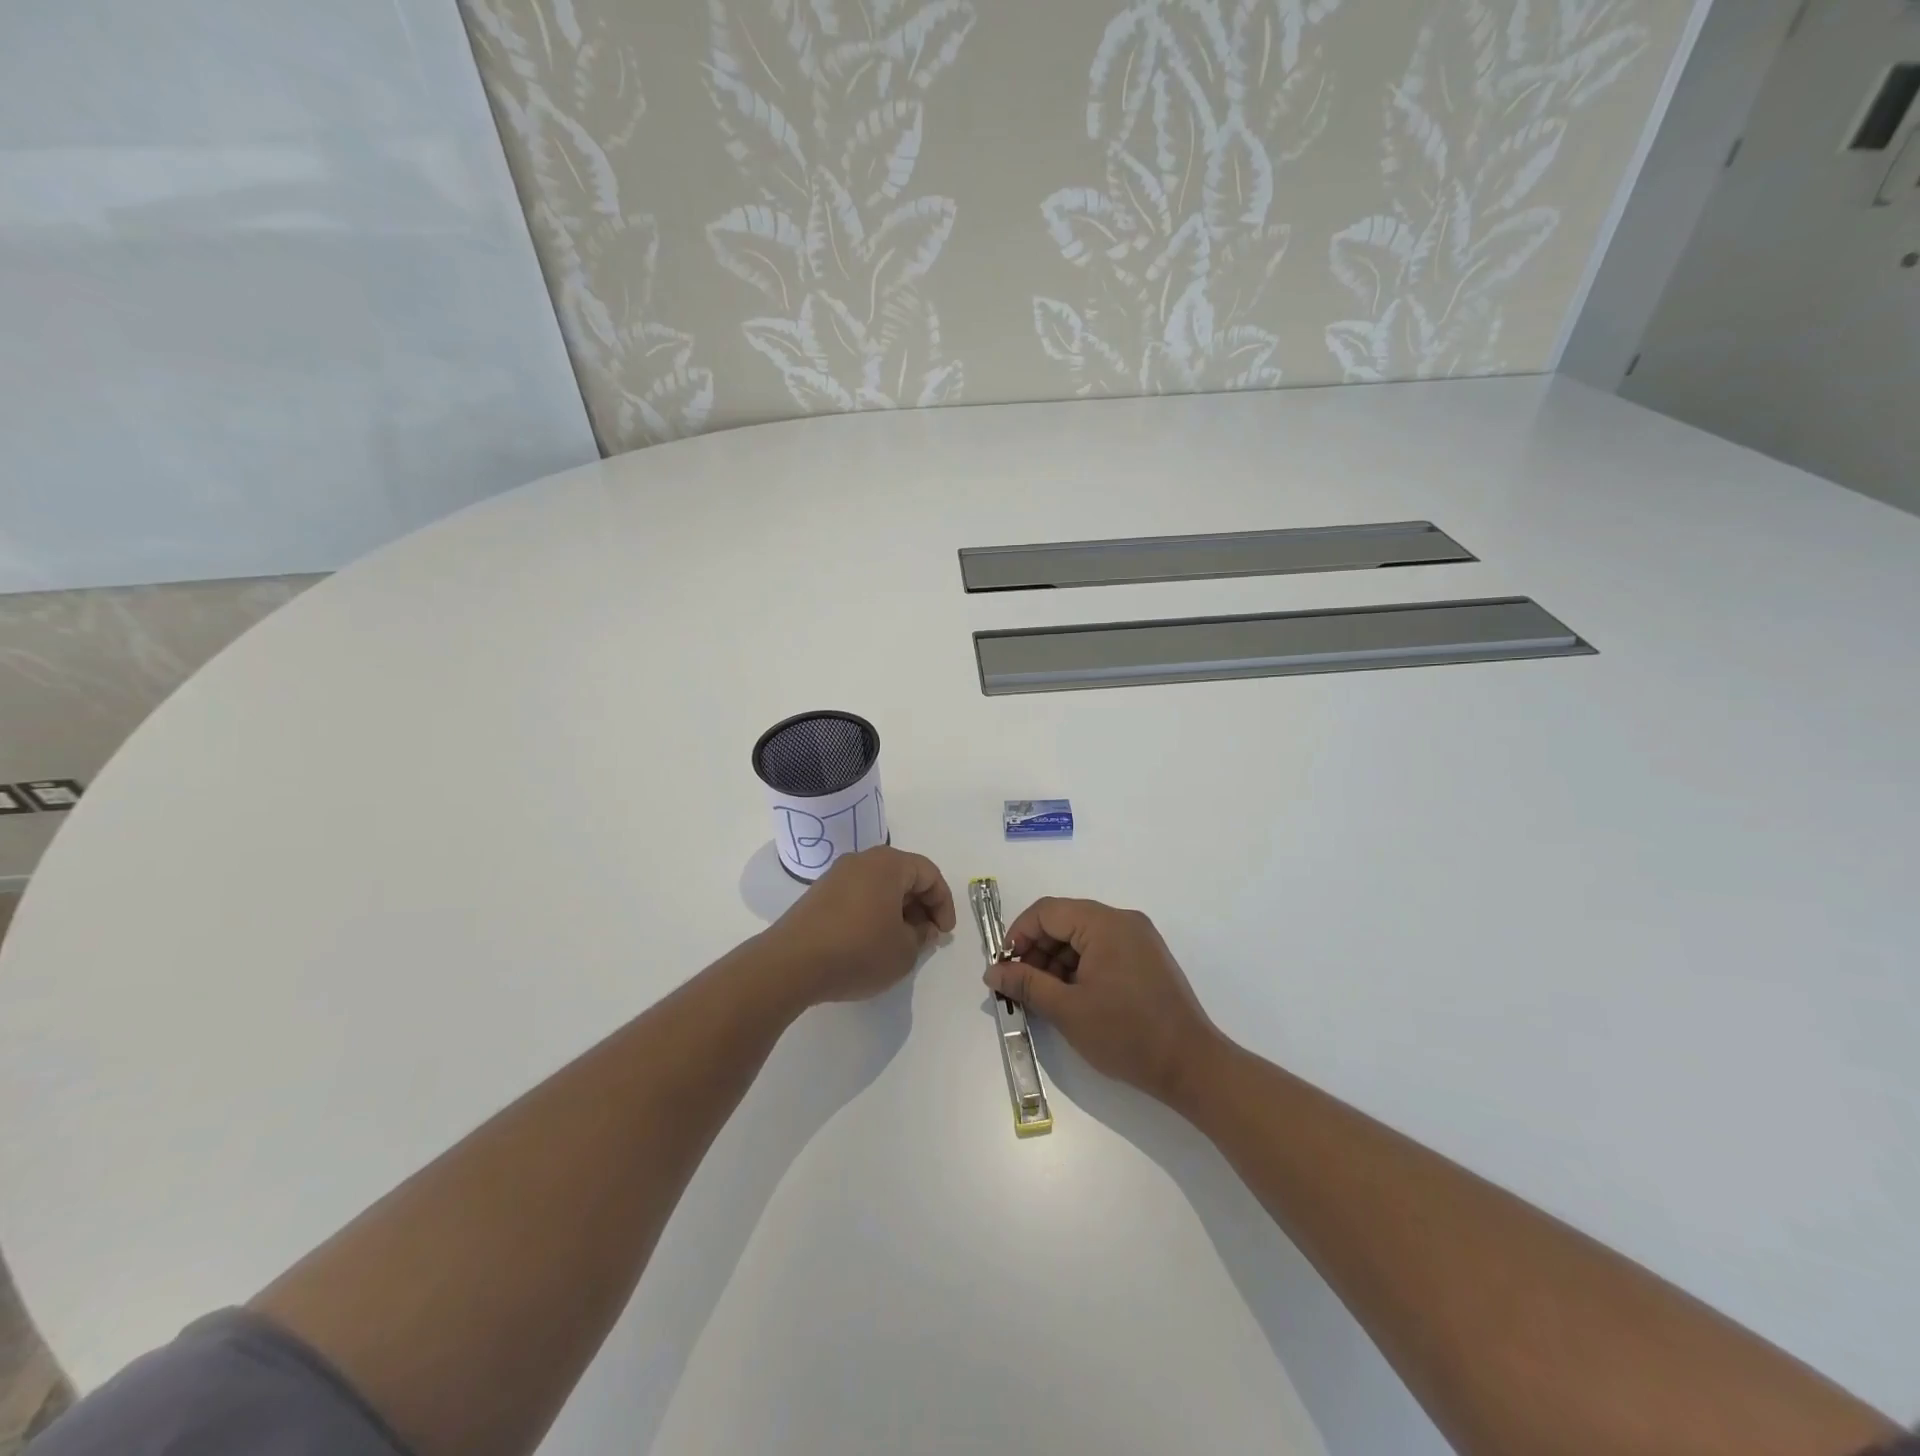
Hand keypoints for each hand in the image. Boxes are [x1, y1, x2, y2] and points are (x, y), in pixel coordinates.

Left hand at [765, 847, 955, 1006]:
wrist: (791, 964)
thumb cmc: (858, 951)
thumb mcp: (904, 951)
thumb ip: (922, 936)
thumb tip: (921, 927)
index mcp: (888, 864)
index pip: (929, 873)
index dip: (943, 903)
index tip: (944, 933)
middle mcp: (862, 860)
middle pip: (903, 875)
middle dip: (921, 905)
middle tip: (926, 936)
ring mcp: (836, 875)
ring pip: (879, 886)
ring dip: (897, 910)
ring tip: (900, 942)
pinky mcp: (818, 895)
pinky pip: (858, 895)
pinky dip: (873, 913)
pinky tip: (871, 942)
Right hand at [986, 898, 1223, 1103]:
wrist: (1191, 1066)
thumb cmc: (1126, 1034)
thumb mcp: (1067, 1010)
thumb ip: (1026, 984)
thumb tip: (992, 972)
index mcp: (1105, 923)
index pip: (1047, 911)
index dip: (1018, 935)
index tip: (1004, 968)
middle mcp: (1123, 921)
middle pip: (1065, 921)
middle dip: (1037, 950)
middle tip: (1020, 986)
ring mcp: (1139, 939)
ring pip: (1082, 936)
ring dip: (1057, 961)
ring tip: (1044, 997)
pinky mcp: (1147, 958)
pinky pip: (1103, 949)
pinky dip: (1080, 967)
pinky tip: (1071, 997)